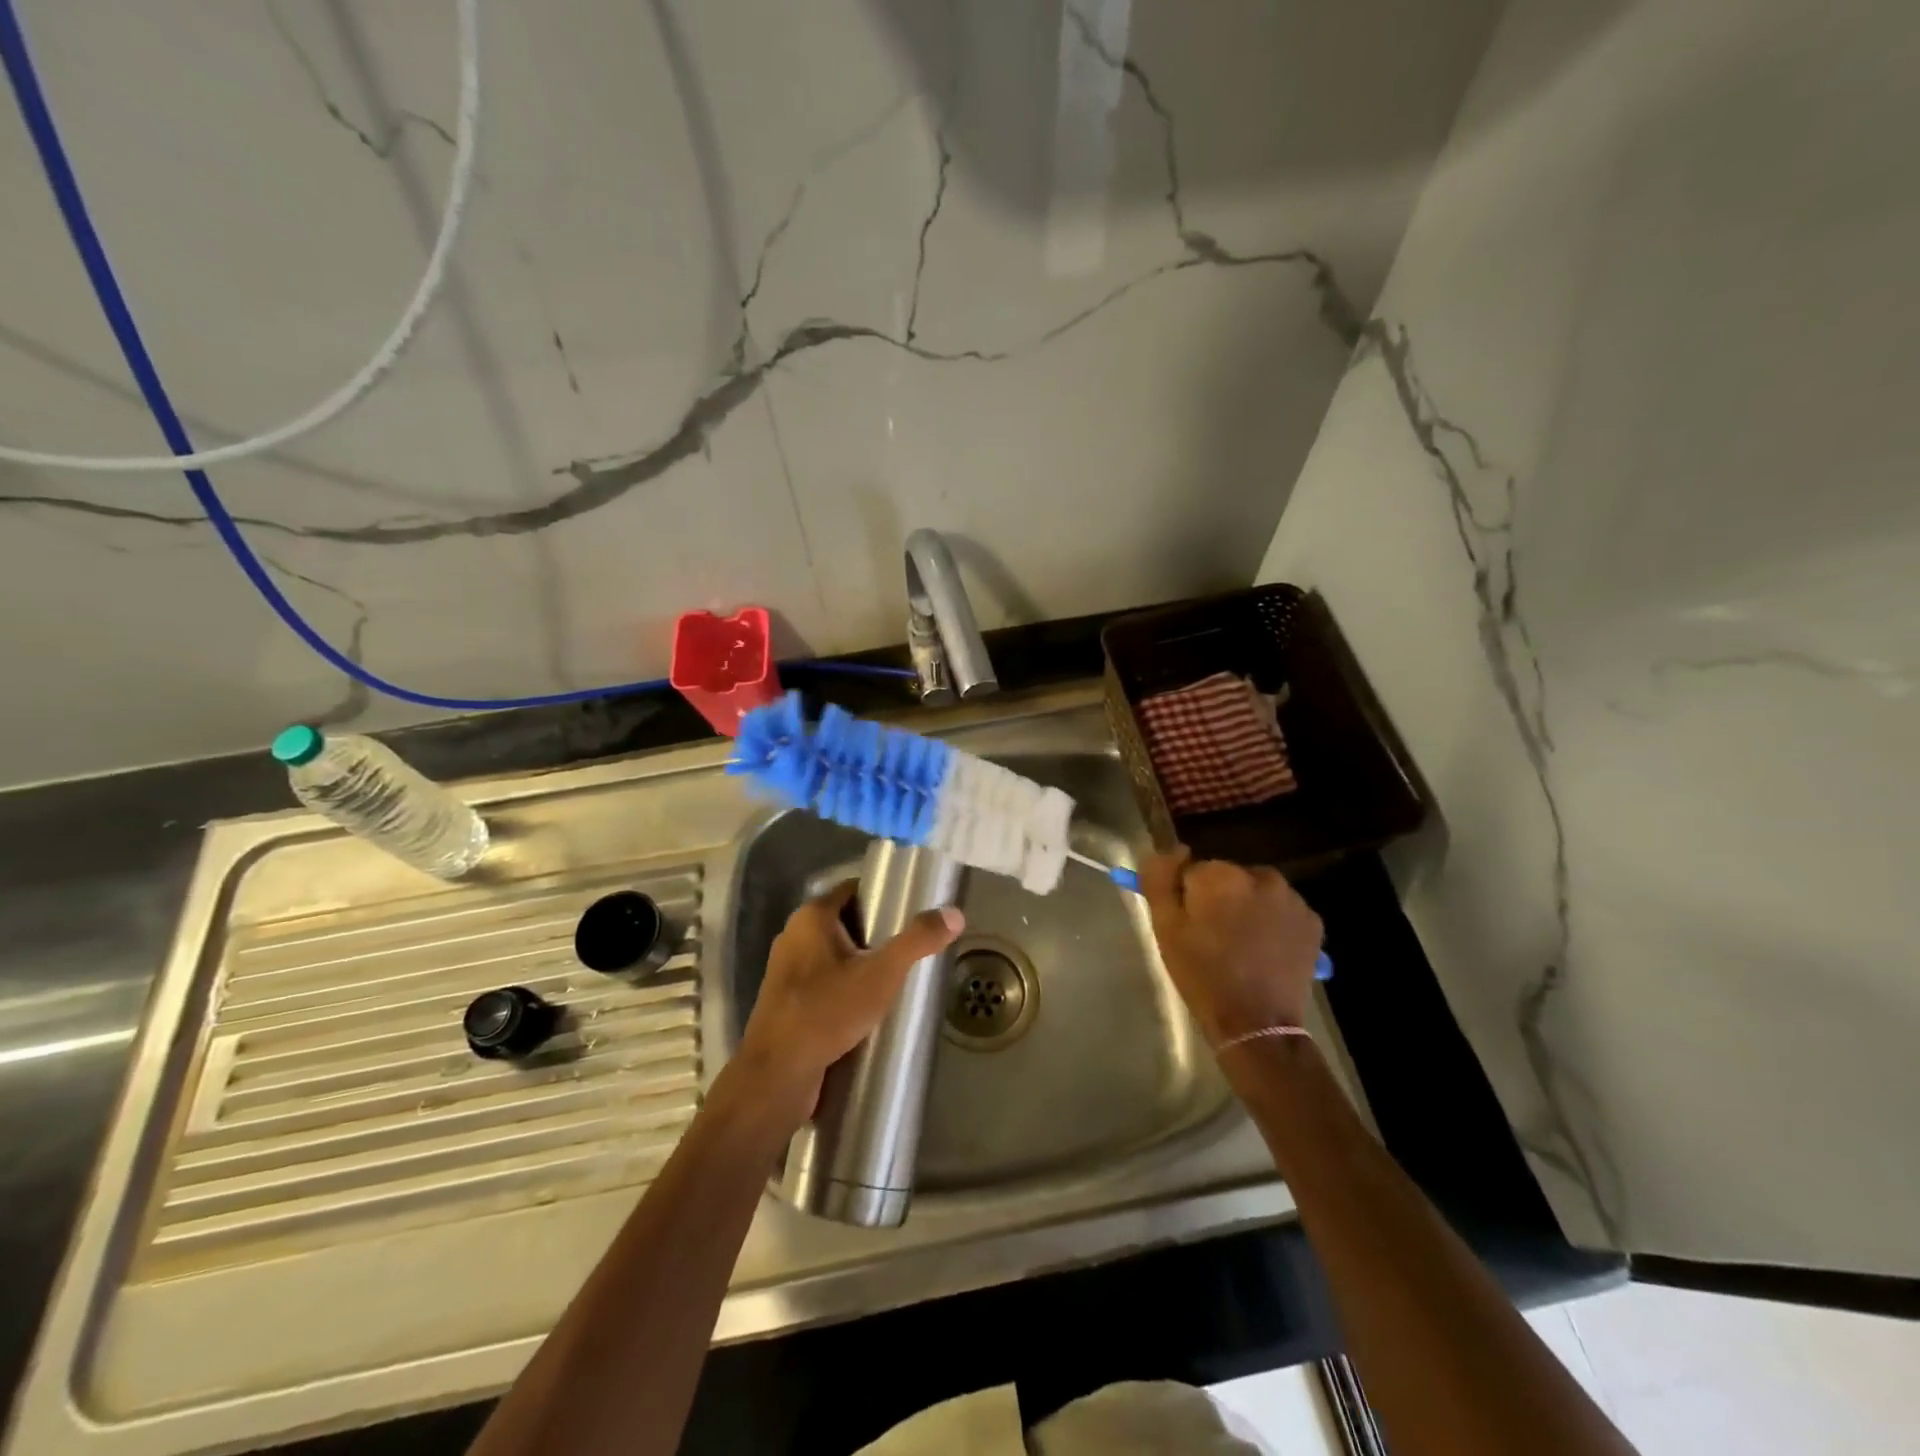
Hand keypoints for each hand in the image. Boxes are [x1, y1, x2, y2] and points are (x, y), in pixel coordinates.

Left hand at [726, 880, 963, 1133]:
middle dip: (878, 935)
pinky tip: (869, 1010)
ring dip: (862, 965)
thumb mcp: (881, 974)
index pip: (853, 890)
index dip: (883, 896)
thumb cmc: (826, 1012)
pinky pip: (824, 984)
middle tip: (913, 949)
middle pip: (846, 923)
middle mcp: (793, 937)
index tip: (913, 911)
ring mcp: (787, 972)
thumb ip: (917, 941)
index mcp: (811, 917)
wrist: (777, 1076)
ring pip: (834, 957)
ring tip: (897, 980)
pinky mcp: (787, 1004)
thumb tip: (954, 913)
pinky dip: (845, 989)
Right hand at [1141, 848, 1323, 1044]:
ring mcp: (1292, 898)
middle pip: (1227, 878)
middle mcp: (1261, 876)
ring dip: (1246, 909)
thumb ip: (1161, 879)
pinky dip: (1272, 923)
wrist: (1257, 1024)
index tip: (1190, 927)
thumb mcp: (1165, 927)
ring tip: (1240, 947)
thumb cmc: (1203, 974)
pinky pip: (1281, 910)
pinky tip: (1264, 951)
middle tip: (1213, 939)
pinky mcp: (1312, 921)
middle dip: (1219, 899)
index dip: (1188, 898)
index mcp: (1221, 875)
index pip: (1193, 870)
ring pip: (1255, 892)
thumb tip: (1174, 849)